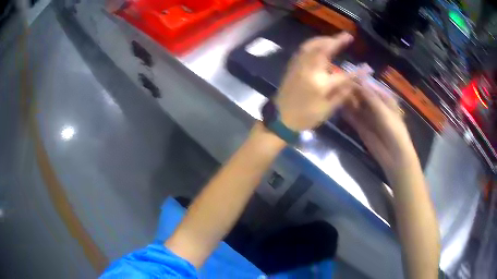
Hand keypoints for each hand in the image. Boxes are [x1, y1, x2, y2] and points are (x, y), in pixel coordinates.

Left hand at [275, 33, 358, 130]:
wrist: (280, 119)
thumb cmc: (305, 118)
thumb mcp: (326, 111)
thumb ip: (341, 95)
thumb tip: (354, 84)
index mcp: (320, 85)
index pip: (343, 75)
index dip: (357, 72)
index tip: (367, 67)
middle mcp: (309, 71)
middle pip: (324, 49)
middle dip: (337, 40)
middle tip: (347, 35)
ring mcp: (299, 66)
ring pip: (311, 46)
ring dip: (324, 39)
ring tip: (334, 38)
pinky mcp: (292, 66)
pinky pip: (303, 49)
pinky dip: (313, 43)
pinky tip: (319, 44)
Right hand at [343, 82, 417, 178]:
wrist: (394, 156)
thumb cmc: (394, 131)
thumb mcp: (384, 112)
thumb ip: (371, 97)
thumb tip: (359, 81)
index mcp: (384, 98)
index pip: (369, 86)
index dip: (359, 81)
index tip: (346, 75)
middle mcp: (375, 105)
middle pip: (361, 95)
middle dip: (351, 91)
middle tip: (338, 86)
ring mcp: (367, 116)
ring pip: (356, 105)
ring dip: (347, 101)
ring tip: (336, 95)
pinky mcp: (361, 127)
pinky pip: (352, 117)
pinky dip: (346, 113)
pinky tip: (338, 108)